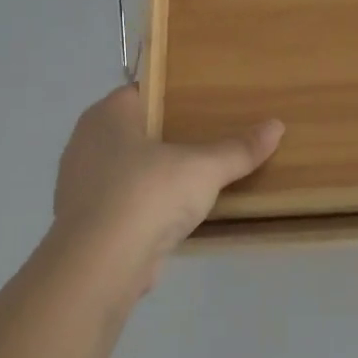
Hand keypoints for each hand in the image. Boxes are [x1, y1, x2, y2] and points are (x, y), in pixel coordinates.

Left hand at [53, 84, 283, 287]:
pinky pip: (121, 203)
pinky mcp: (85, 223)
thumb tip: (277, 125)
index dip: (170, 95)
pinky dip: (144, 206)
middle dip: (165, 137)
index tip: (202, 105)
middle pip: (134, 131)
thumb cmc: (147, 195)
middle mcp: (85, 143)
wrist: (99, 265)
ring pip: (126, 169)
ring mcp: (80, 186)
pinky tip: (171, 215)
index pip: (140, 92)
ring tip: (194, 178)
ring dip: (154, 175)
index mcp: (106, 116)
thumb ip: (238, 149)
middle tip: (207, 139)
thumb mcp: (203, 168)